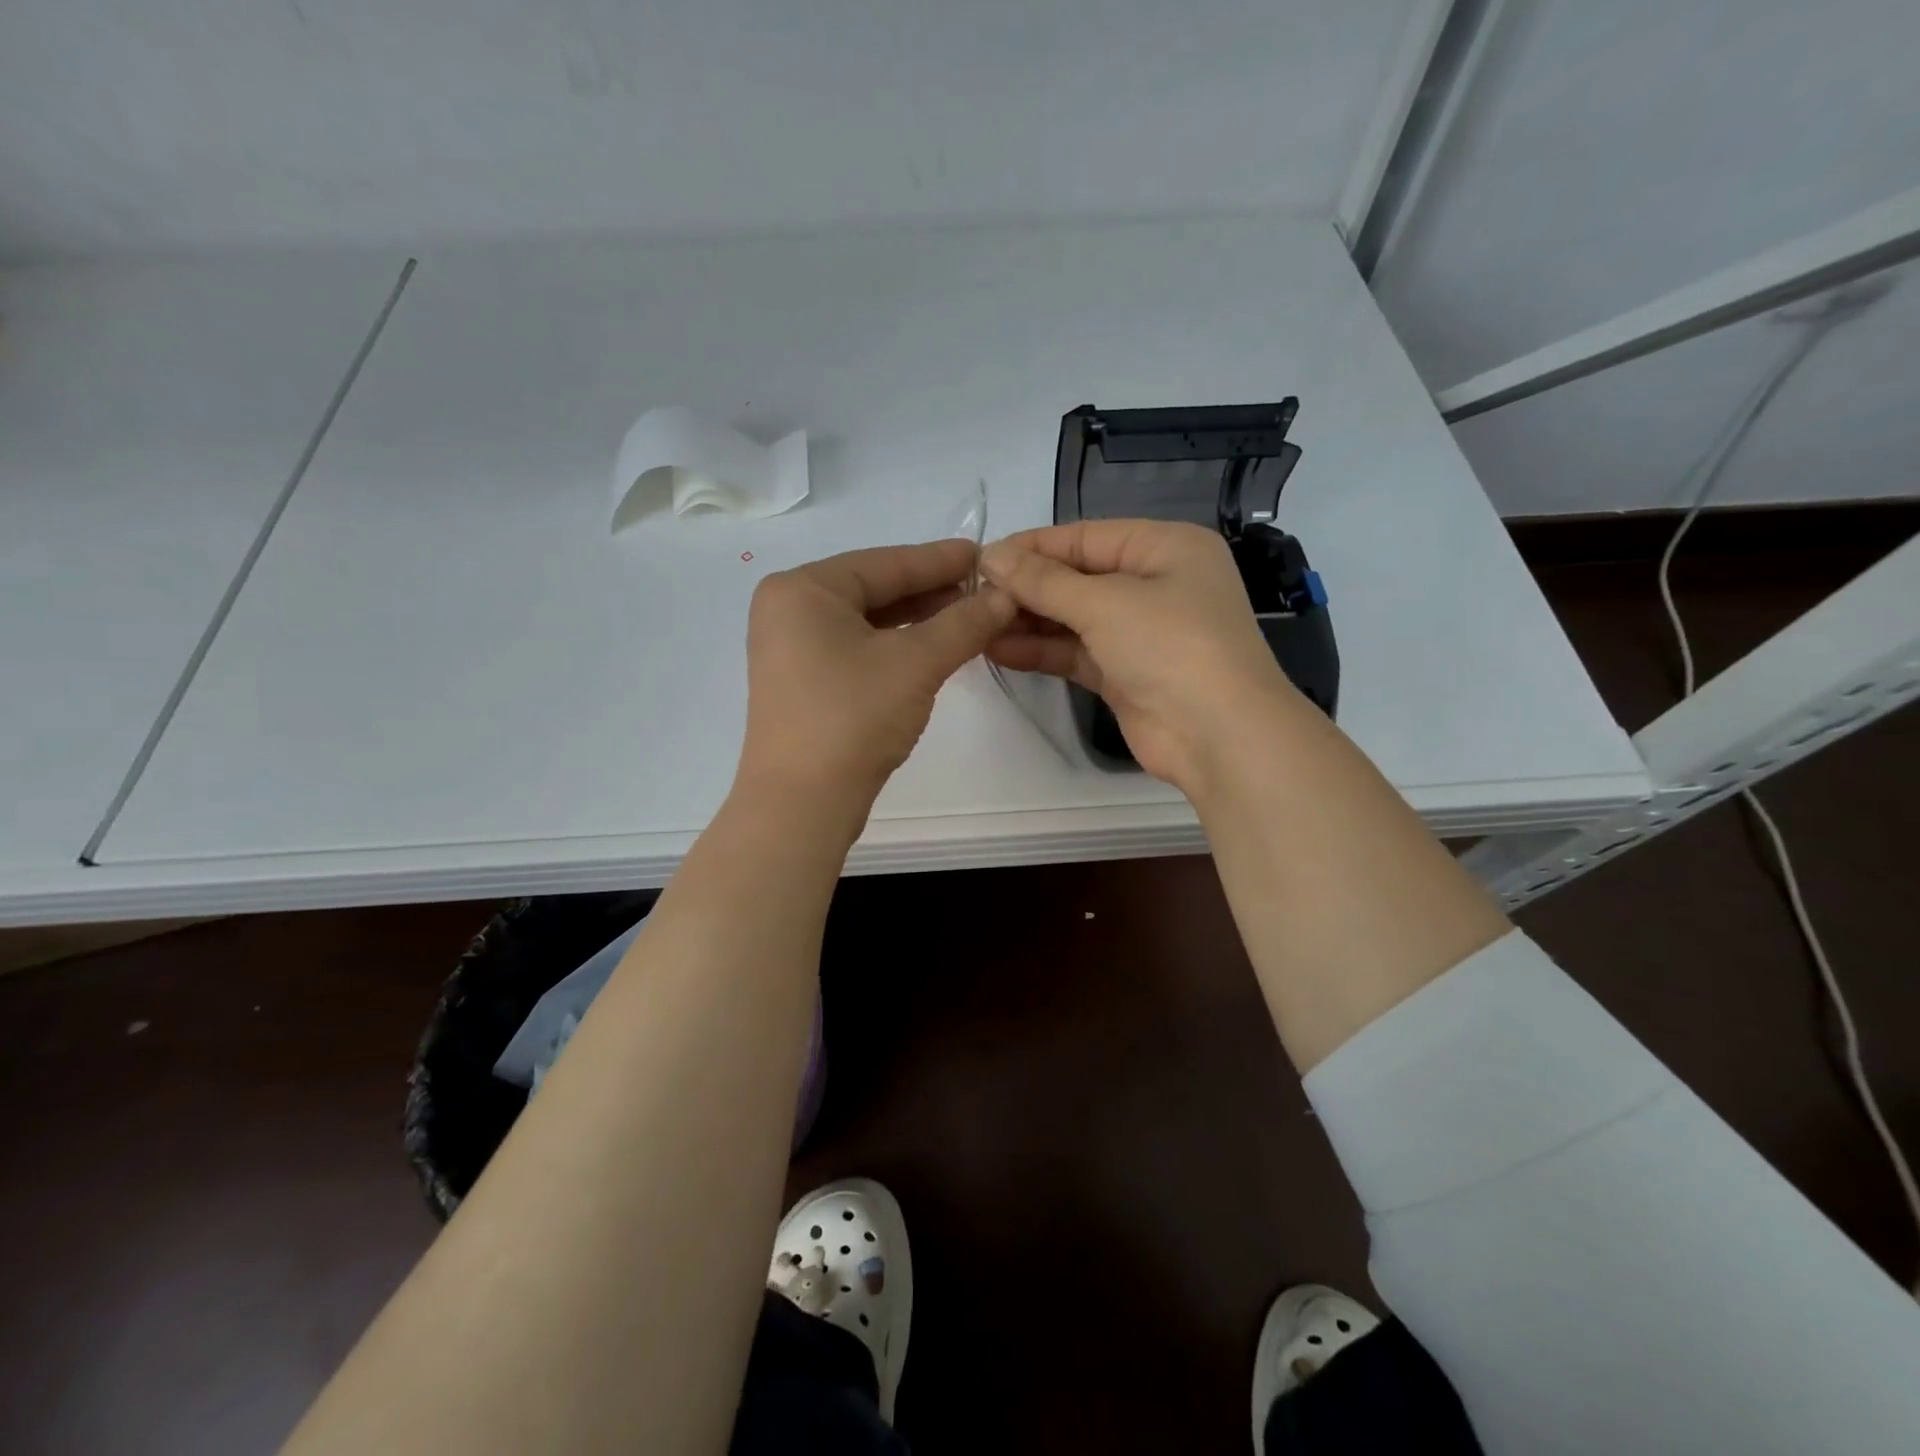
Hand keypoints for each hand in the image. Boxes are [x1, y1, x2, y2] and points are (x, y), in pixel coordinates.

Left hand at [737, 539, 1015, 821]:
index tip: (983, 554)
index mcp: (802, 590)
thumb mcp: (916, 662)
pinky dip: (895, 646)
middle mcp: (788, 611)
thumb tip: (1005, 596)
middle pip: (873, 589)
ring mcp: (791, 649)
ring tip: (968, 616)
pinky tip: (933, 648)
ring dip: (917, 620)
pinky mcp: (802, 683)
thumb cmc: (853, 716)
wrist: (803, 802)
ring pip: (866, 622)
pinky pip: (856, 648)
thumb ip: (964, 623)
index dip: (939, 559)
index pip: (884, 563)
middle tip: (983, 588)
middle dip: (930, 591)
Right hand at [980, 520, 1297, 795]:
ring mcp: (1141, 632)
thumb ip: (1043, 581)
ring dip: (1029, 621)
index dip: (1032, 547)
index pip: (1085, 537)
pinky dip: (1042, 651)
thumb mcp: (1105, 604)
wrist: (1219, 736)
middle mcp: (1155, 584)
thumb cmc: (1170, 646)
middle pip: (1078, 578)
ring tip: (976, 624)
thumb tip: (989, 556)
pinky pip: (1076, 652)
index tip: (980, 559)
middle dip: (1027, 587)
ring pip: (1074, 618)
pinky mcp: (1126, 674)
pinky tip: (999, 650)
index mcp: (1165, 547)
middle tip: (972, 597)